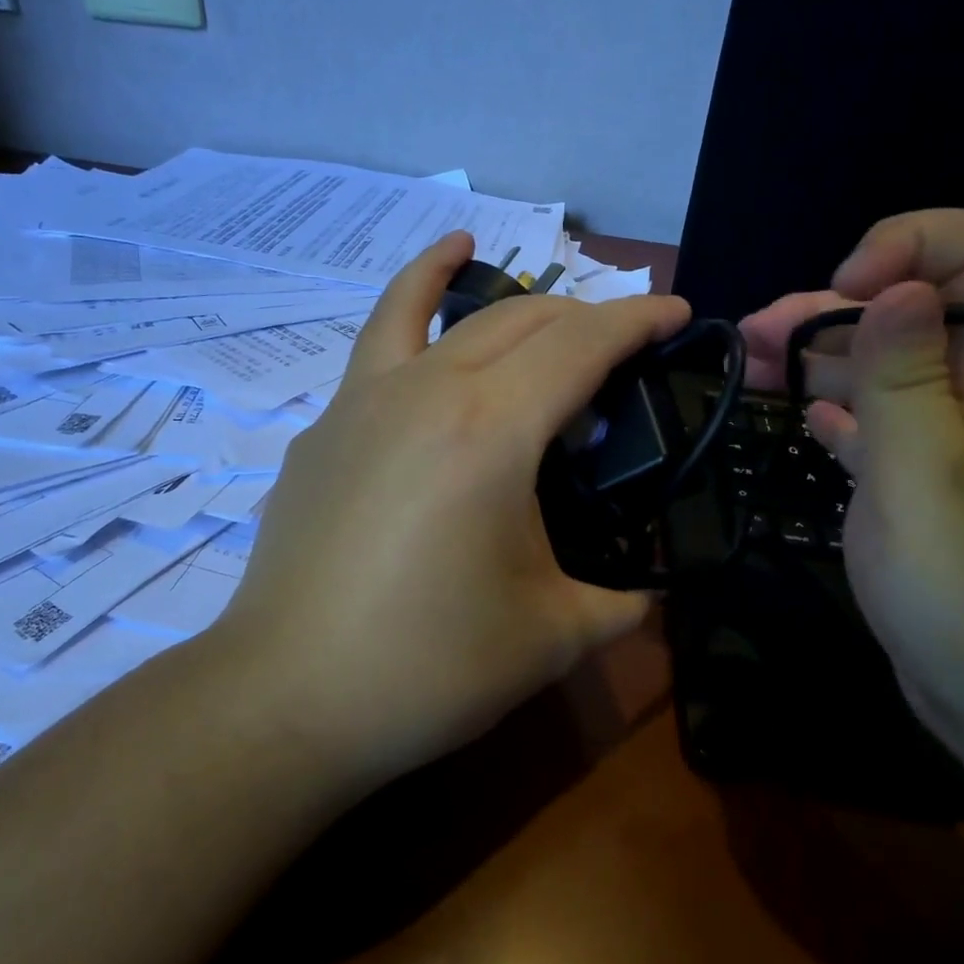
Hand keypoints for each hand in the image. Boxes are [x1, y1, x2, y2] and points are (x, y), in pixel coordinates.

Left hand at [214, 232, 691, 786]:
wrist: (287, 697)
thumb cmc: (427, 667)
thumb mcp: (551, 636)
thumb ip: (620, 601)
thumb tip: (649, 590)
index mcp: (492, 429)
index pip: (583, 343)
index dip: (638, 320)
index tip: (676, 312)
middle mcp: (428, 389)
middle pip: (521, 319)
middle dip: (582, 317)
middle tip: (618, 348)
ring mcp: (363, 400)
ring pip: (439, 312)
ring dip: (485, 287)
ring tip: (498, 267)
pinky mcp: (325, 427)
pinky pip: (377, 342)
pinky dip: (409, 298)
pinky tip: (429, 292)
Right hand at [739, 210, 963, 778]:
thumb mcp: (932, 478)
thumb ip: (907, 378)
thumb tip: (895, 287)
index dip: (913, 246)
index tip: (841, 293)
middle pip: (913, 315)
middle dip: (832, 308)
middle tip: (754, 335)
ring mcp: (949, 450)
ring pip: (883, 374)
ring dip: (817, 359)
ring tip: (748, 362)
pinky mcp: (918, 495)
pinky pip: (874, 432)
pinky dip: (835, 413)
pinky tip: (802, 416)